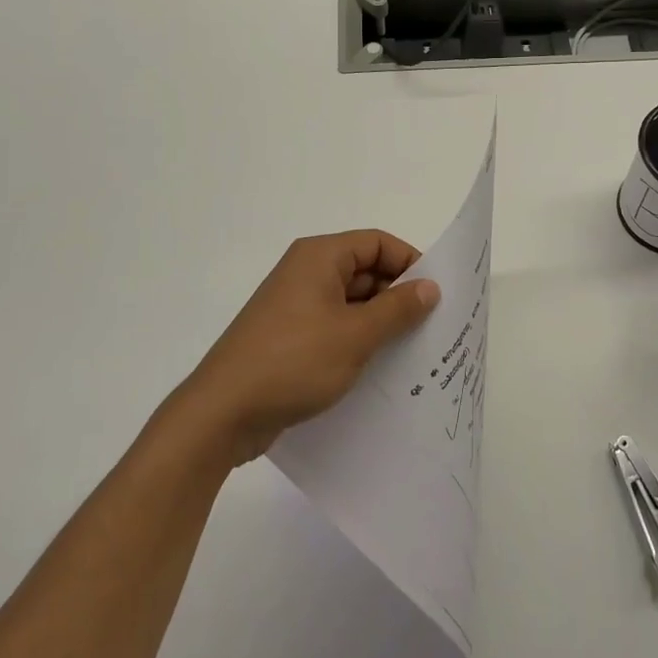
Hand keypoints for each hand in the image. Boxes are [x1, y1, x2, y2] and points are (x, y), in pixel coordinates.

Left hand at [174, 230, 440, 464]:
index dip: (409, 262)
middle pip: (365, 271)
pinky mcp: (289, 337)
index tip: (436, 294)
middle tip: (432, 326)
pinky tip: (379, 368)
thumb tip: (430, 287)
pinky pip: (334, 327)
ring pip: (351, 303)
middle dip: (398, 296)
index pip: (377, 243)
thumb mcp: (356, 335)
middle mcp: (306, 273)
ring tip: (413, 351)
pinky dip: (358, 340)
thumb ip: (398, 309)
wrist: (222, 414)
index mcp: (319, 257)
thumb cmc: (293, 361)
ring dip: (380, 322)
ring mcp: (295, 306)